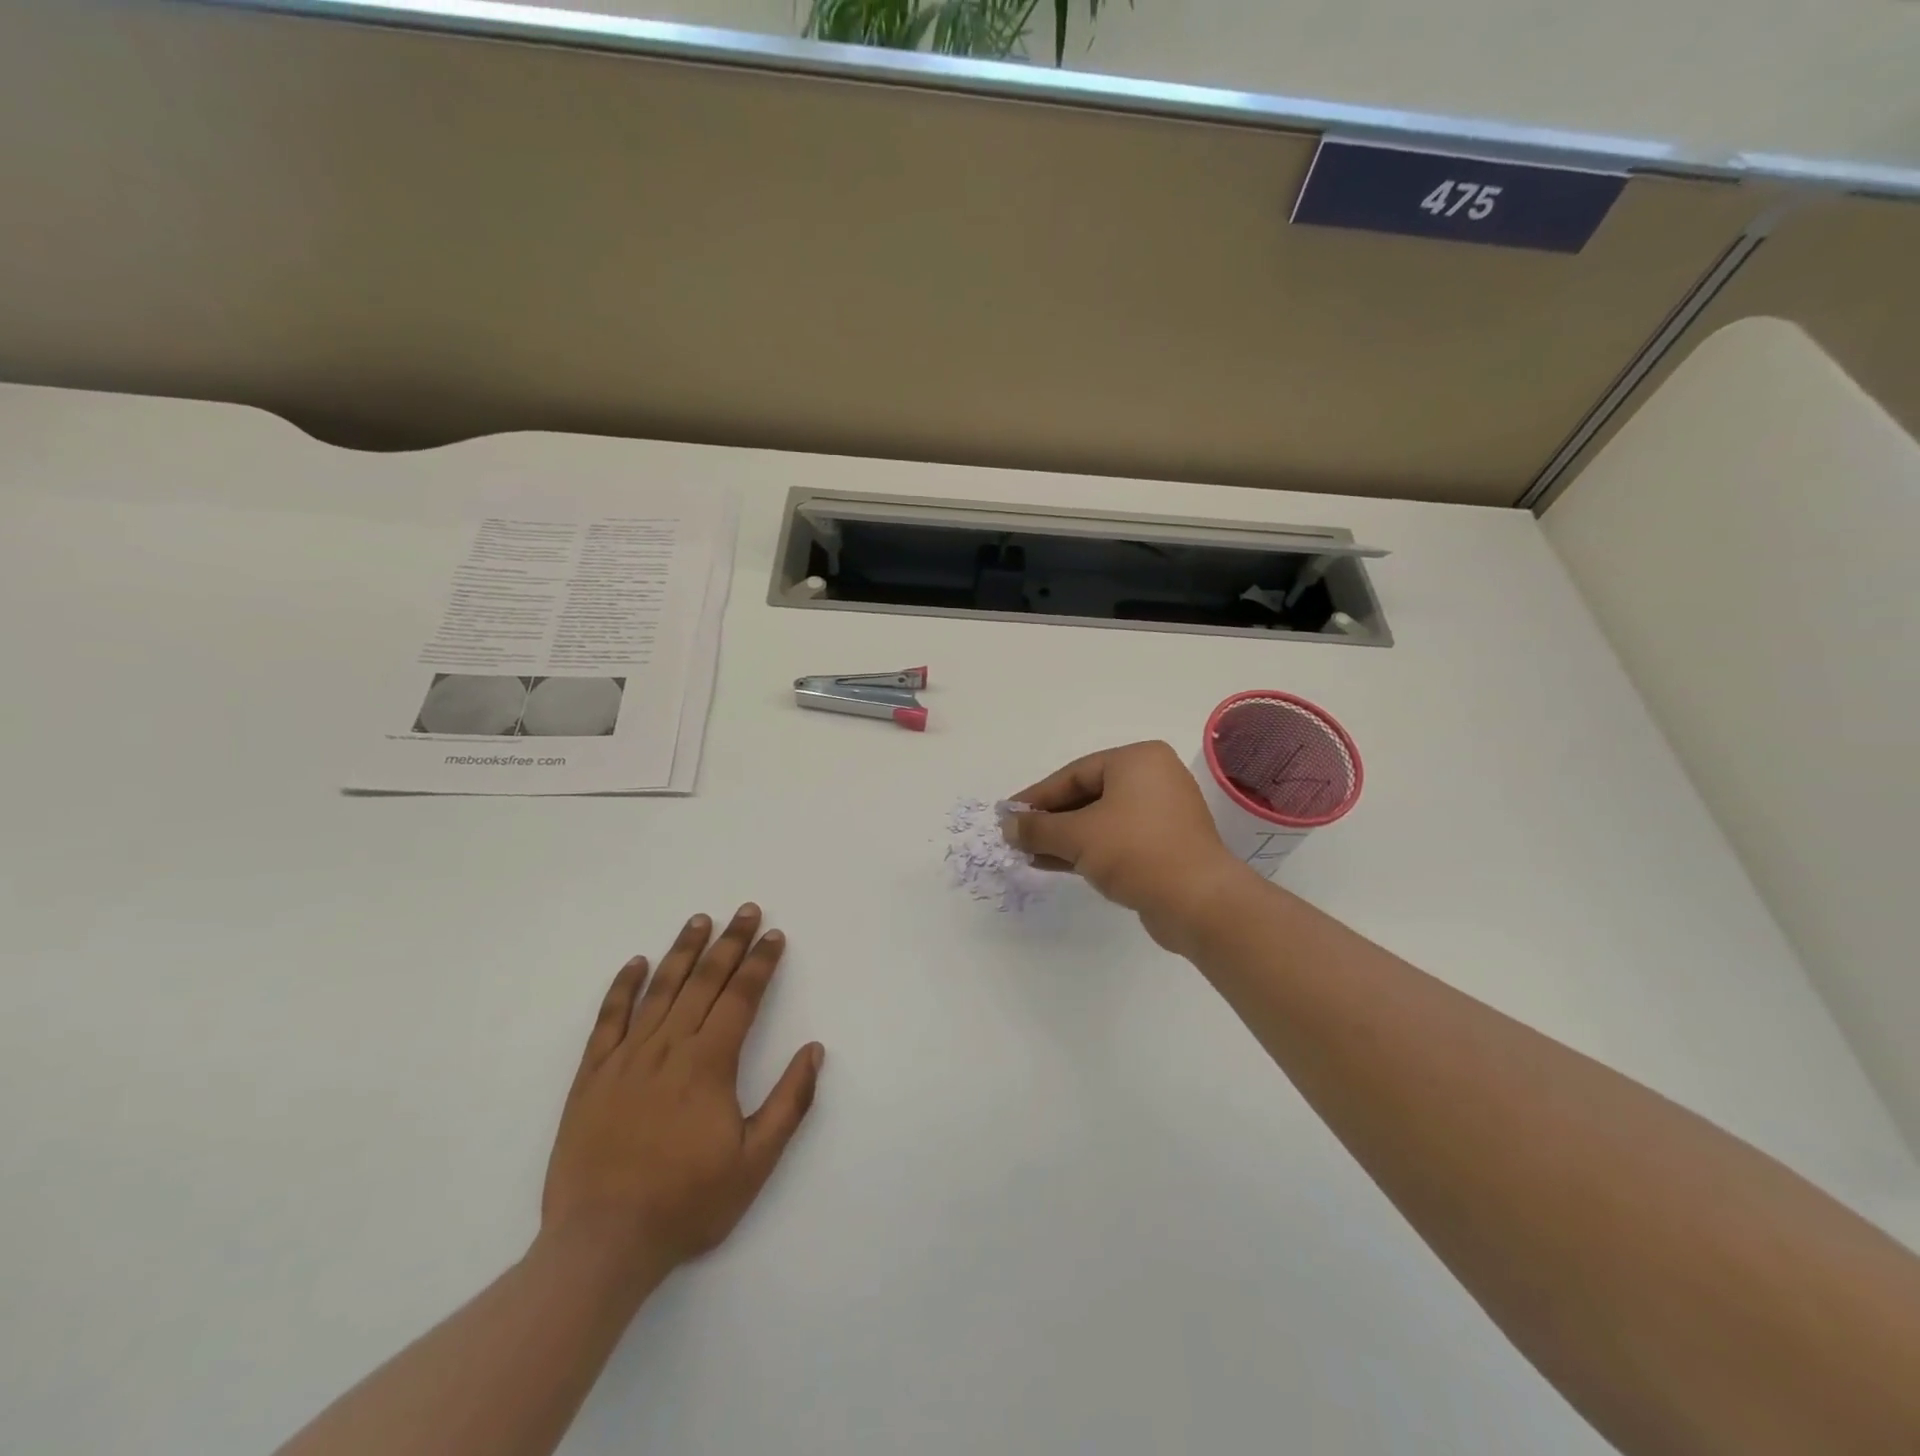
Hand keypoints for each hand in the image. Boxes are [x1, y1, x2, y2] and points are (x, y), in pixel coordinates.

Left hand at [541, 905, 823, 1279]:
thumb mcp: (755, 1162)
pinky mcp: (592, 1076)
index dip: (760, 963)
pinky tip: (635, 964)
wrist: (601, 1244)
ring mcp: (626, 1058)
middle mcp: (668, 1048)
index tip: (773, 935)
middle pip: (704, 981)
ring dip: (683, 951)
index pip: (741, 997)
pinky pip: (608, 1020)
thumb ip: (789, 1102)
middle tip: (746, 910)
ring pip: (659, 990)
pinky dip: (622, 988)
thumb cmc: (686, 1203)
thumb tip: (814, 1050)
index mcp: (709, 1064)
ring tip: (700, 920)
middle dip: (730, 943)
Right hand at [1004, 741, 1250, 947]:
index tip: (1008, 815)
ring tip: (1029, 854)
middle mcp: (1153, 779)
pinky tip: (1056, 864)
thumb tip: (1007, 826)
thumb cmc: (1136, 851)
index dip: (1037, 797)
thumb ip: (1038, 828)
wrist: (1198, 902)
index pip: (1074, 774)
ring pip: (1101, 820)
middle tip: (1017, 836)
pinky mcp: (1165, 844)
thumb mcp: (1078, 836)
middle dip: (1051, 819)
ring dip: (1065, 837)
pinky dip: (1088, 849)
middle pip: (1087, 795)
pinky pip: (1117, 839)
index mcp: (1138, 760)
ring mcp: (1162, 813)